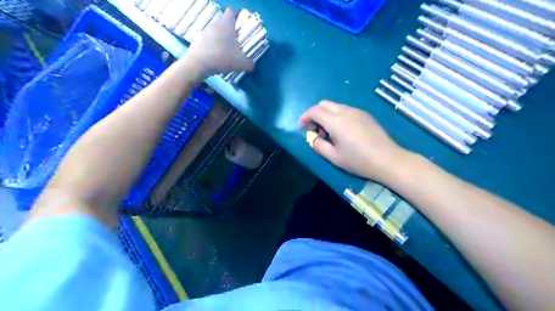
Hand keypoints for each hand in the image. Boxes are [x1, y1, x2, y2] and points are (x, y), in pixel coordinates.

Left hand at [188, 9, 253, 76]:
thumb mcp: (241, 63)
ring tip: (224, 52)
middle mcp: (215, 24)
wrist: (198, 63)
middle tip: (235, 43)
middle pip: (223, 23)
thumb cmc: (222, 57)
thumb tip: (251, 65)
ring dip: (220, 40)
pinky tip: (215, 57)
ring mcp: (204, 31)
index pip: (232, 12)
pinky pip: (207, 41)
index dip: (237, 16)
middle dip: (229, 31)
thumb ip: (249, 64)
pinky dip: (211, 47)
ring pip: (215, 32)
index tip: (240, 25)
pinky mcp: (197, 40)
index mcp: (227, 24)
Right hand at [300, 100, 405, 182]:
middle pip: (324, 104)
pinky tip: (341, 131)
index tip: (301, 128)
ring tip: (328, 133)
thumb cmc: (358, 161)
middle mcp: (346, 111)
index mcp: (336, 121)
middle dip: (314, 114)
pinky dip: (336, 116)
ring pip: (335, 106)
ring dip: (326, 115)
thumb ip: (318, 145)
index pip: (315, 111)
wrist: (388, 160)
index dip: (305, 117)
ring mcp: (357, 111)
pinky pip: (345, 110)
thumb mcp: (334, 157)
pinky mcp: (365, 115)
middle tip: (314, 131)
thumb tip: (312, 138)